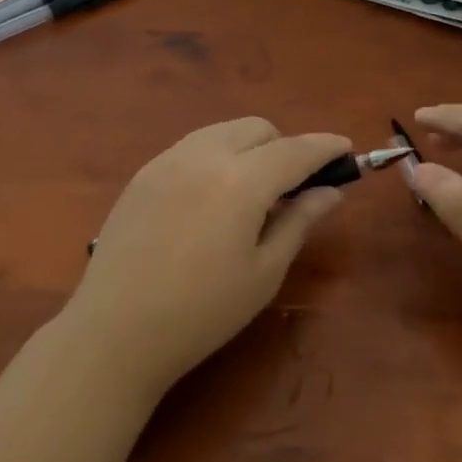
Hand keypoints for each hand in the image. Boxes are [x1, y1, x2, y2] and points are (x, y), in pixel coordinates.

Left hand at [64, 118, 349, 395]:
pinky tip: (210, 199)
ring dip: (249, 147)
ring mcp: (169, 159)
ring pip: (223, 131)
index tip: (346, 149)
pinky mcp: (144, 172)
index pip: (296, 150)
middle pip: (259, 128)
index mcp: (242, 181)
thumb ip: (300, 221)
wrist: (115, 332)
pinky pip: (193, 146)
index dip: (325, 147)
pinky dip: (216, 156)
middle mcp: (205, 155)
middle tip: (291, 189)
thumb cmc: (202, 312)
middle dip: (284, 147)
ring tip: (249, 193)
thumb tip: (332, 190)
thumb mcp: (264, 272)